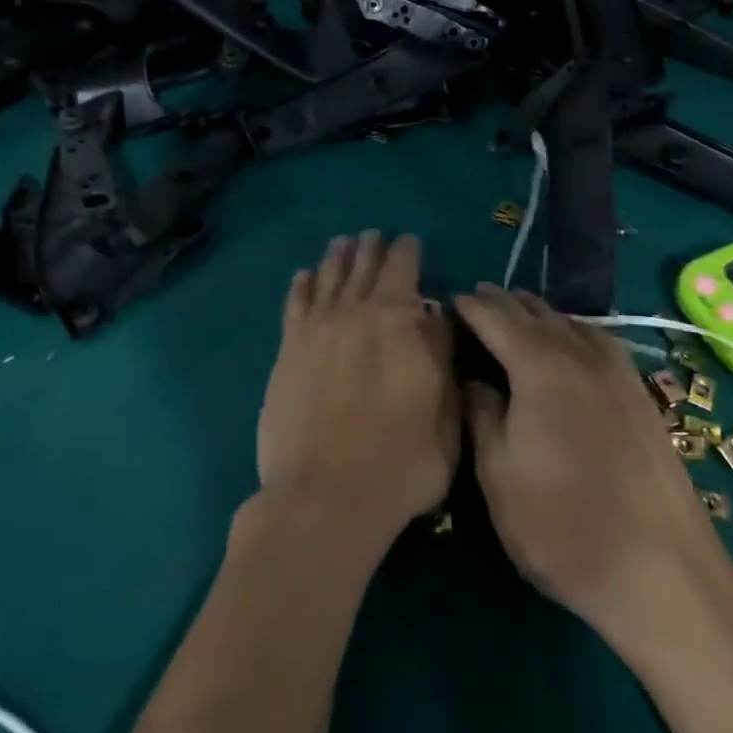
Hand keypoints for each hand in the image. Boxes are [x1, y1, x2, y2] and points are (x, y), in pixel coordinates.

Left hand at [257, 233, 457, 545]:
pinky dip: (301, 285)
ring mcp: (316, 331)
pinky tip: (304, 275)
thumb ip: (441, 356)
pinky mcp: (288, 352)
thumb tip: (434, 317)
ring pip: (328, 279)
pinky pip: (294, 305)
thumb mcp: (445, 415)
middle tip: (374, 235)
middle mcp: (354, 314)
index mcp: (396, 321)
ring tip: (342, 242)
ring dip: (337, 258)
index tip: (409, 240)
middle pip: (362, 268)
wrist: (326, 498)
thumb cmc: (401, 463)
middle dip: (371, 249)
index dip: (407, 251)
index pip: (402, 270)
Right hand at [456, 285, 732, 654]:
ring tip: (514, 318)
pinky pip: (596, 340)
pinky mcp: (640, 393)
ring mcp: (616, 371)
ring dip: (536, 315)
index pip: (494, 316)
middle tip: (474, 304)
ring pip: (568, 322)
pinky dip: (571, 331)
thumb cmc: (562, 525)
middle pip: (533, 312)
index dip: (468, 306)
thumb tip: (473, 377)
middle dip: (501, 303)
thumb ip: (481, 413)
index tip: (447, 302)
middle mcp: (579, 353)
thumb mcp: (497, 473)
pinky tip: (568, 346)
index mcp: (539, 365)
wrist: (662, 572)